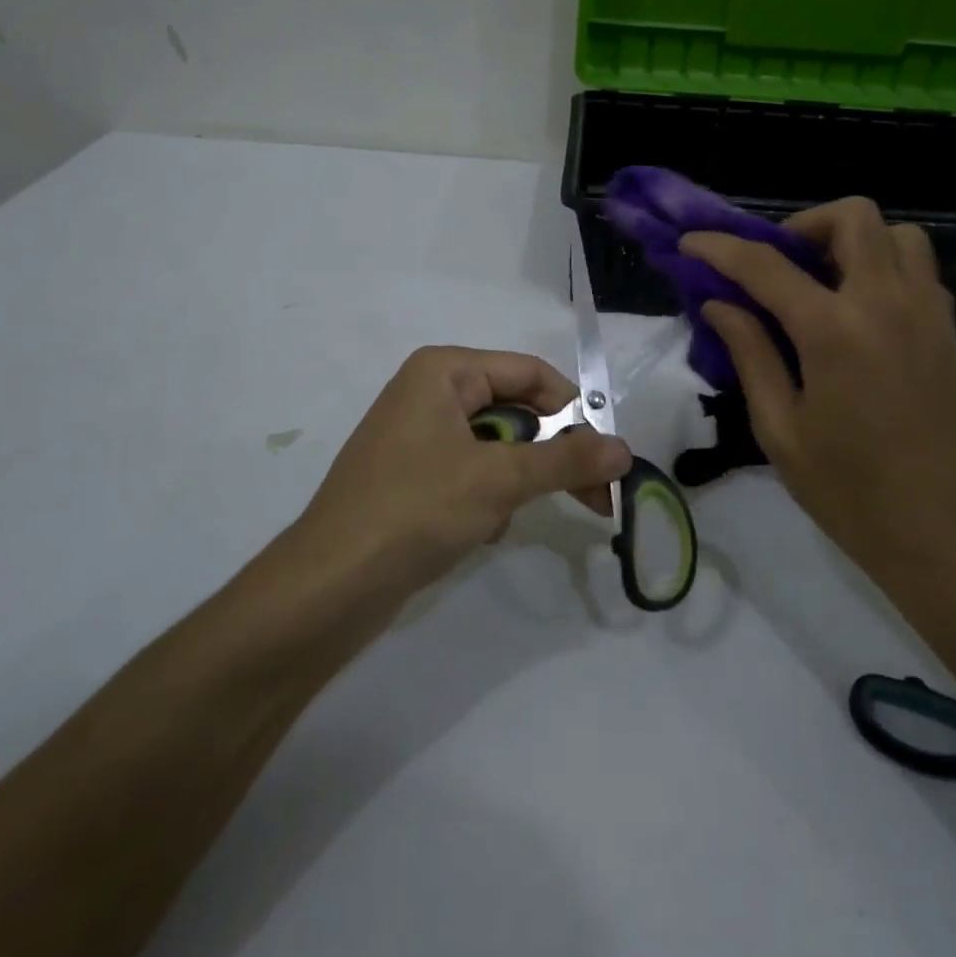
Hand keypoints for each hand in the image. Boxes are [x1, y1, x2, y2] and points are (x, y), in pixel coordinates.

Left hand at [297, 346, 630, 590]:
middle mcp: (429, 392)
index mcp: (444, 370)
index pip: (530, 373)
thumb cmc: (416, 510)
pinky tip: (477, 531)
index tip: (608, 456)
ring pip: (496, 446)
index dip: (574, 410)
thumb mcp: (500, 479)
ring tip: (505, 518)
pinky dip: (487, 498)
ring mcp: (417, 435)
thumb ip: (566, 459)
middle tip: (594, 498)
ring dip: (515, 481)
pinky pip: (471, 473)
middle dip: (550, 454)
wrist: (330, 585)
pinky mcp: (411, 476)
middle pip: (515, 409)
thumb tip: (625, 449)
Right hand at [682, 200, 955, 573]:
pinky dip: (881, 265)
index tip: (690, 242)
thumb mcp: (780, 429)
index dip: (720, 248)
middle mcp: (887, 303)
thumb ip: (750, 354)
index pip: (766, 266)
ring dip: (850, 240)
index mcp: (834, 331)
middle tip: (773, 266)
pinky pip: (917, 268)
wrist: (949, 537)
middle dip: (801, 226)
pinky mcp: (948, 332)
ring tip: (818, 282)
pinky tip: (854, 310)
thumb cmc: (851, 492)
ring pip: (896, 233)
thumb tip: (720, 305)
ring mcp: (927, 314)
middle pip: (851, 217)